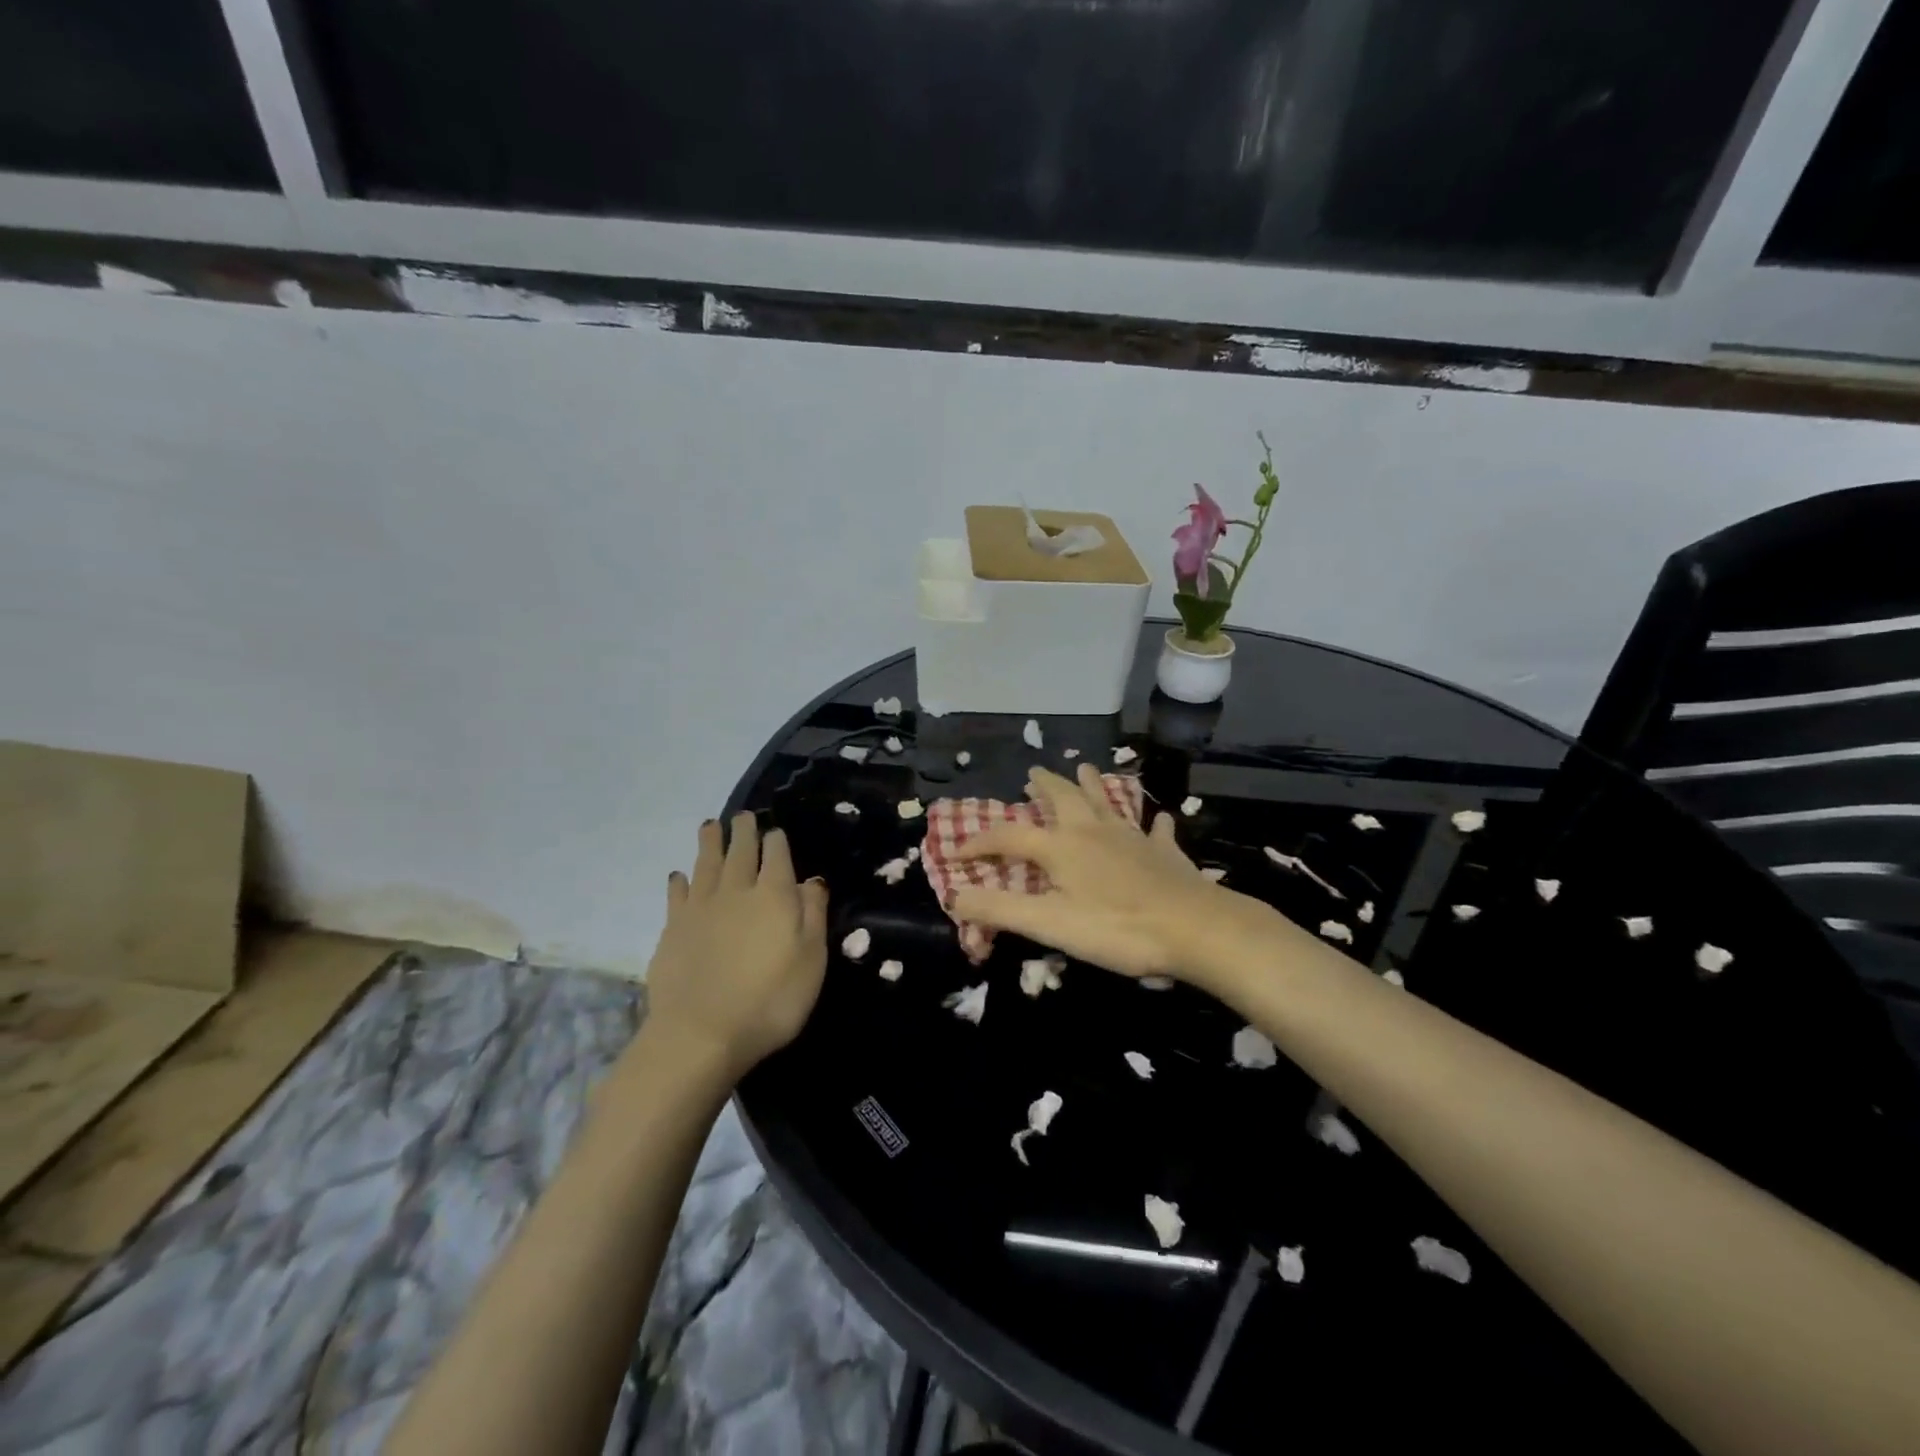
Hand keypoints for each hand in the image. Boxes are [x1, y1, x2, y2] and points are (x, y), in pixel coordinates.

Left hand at [640, 813, 828, 1084]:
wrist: (700, 1034)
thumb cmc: (770, 1000)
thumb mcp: (811, 960)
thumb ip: (812, 915)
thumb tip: (811, 880)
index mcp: (774, 896)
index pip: (776, 856)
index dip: (776, 841)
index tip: (775, 830)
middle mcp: (736, 892)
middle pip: (740, 852)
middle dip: (743, 831)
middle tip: (742, 815)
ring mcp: (700, 909)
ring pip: (706, 865)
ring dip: (709, 843)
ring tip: (709, 825)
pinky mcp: (672, 929)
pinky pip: (677, 895)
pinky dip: (679, 881)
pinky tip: (678, 875)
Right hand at [951, 765, 1273, 981]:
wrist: (1194, 928)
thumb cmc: (1116, 928)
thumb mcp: (1049, 924)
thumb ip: (1001, 910)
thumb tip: (955, 896)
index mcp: (1061, 846)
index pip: (1009, 836)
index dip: (981, 842)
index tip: (958, 851)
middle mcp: (1093, 830)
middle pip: (1063, 798)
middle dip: (1044, 786)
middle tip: (1033, 774)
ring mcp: (1132, 837)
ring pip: (1106, 801)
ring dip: (1092, 785)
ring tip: (1084, 767)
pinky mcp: (1164, 851)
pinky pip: (1156, 830)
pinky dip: (1151, 823)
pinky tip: (1158, 819)